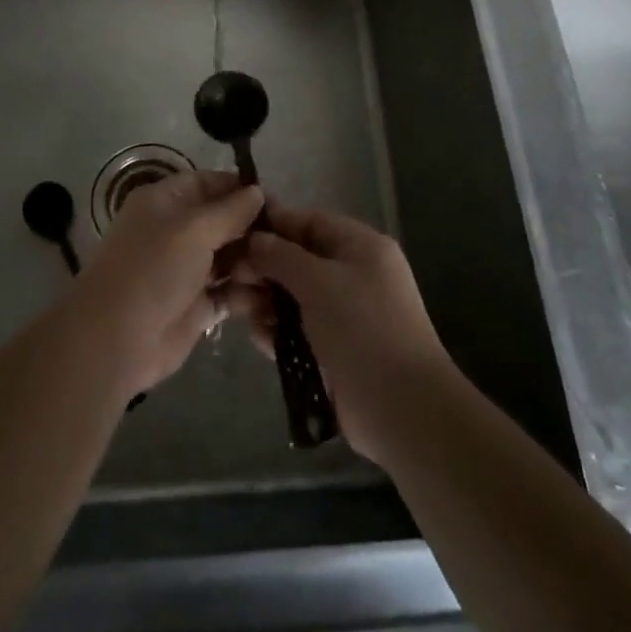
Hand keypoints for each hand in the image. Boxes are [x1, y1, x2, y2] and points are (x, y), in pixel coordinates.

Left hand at [79, 169, 263, 393]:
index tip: (277, 200)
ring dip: (255, 262)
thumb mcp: (193, 230)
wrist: (116, 339)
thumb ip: (229, 211)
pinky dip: (249, 293)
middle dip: (254, 228)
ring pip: (229, 257)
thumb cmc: (153, 269)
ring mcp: (186, 270)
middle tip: (289, 239)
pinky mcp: (196, 306)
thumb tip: (257, 191)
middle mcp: (176, 231)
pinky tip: (276, 296)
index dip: (241, 189)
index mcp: (166, 202)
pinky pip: (229, 292)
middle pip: (223, 221)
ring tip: (284, 269)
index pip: (209, 183)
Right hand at [229, 200, 451, 463]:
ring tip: (235, 308)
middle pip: (297, 260)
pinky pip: (298, 330)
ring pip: (293, 296)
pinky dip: (277, 331)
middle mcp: (352, 274)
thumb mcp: (319, 281)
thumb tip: (254, 239)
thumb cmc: (362, 328)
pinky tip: (258, 337)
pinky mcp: (334, 350)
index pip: (308, 222)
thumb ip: (281, 255)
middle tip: (228, 277)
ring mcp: (344, 315)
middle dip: (263, 267)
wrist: (402, 409)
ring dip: (265, 301)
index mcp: (359, 246)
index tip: (233, 232)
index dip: (272, 224)